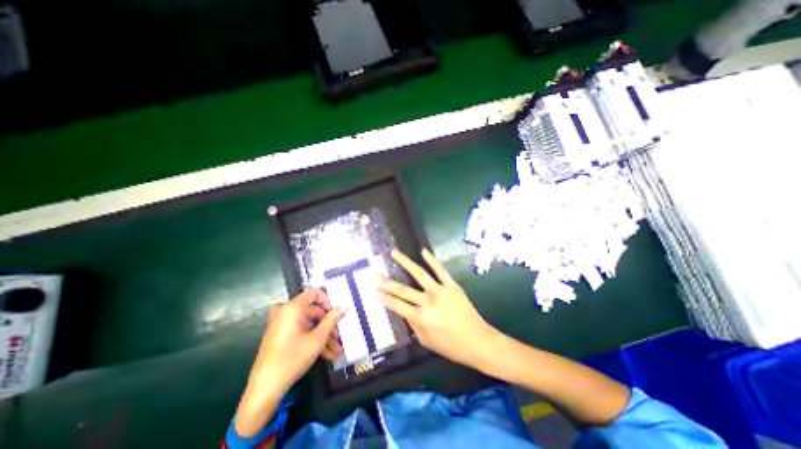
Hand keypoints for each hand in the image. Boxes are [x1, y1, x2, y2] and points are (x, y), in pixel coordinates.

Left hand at [250, 290, 343, 394]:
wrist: (264, 389)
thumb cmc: (293, 358)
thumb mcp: (318, 338)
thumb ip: (332, 320)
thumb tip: (345, 306)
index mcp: (293, 308)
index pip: (314, 293)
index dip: (327, 301)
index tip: (336, 313)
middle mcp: (286, 312)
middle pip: (313, 311)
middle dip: (328, 325)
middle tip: (340, 337)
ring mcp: (282, 325)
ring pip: (309, 325)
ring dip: (323, 336)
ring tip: (337, 351)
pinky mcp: (280, 337)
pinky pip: (300, 332)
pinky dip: (313, 340)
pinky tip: (327, 354)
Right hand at [378, 247, 498, 368]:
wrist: (478, 342)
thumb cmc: (451, 346)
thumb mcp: (427, 341)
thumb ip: (414, 325)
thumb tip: (405, 311)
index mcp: (421, 318)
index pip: (397, 305)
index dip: (383, 297)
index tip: (371, 290)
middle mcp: (428, 302)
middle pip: (403, 289)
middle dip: (386, 281)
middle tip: (374, 272)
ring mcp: (440, 291)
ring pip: (420, 274)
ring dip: (405, 262)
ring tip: (394, 252)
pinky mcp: (452, 286)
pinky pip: (440, 270)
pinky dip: (432, 260)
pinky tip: (423, 251)